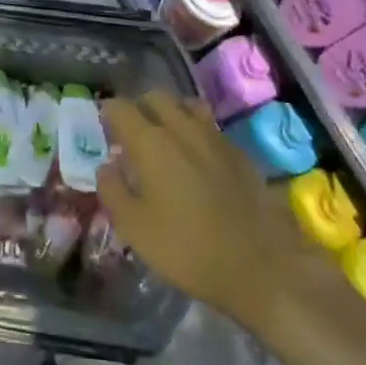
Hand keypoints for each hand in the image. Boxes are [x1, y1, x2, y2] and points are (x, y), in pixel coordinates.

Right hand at [97, 93, 342, 340]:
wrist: (262, 267)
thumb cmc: (188, 249)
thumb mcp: (134, 228)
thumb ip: (112, 190)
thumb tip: (106, 166)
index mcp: (151, 142)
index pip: (120, 107)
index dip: (107, 114)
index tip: (103, 130)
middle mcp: (182, 128)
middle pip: (155, 97)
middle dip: (139, 107)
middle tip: (131, 133)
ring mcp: (215, 137)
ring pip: (186, 105)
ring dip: (170, 113)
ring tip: (164, 138)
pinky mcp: (240, 153)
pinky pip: (210, 126)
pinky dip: (195, 131)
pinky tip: (196, 158)